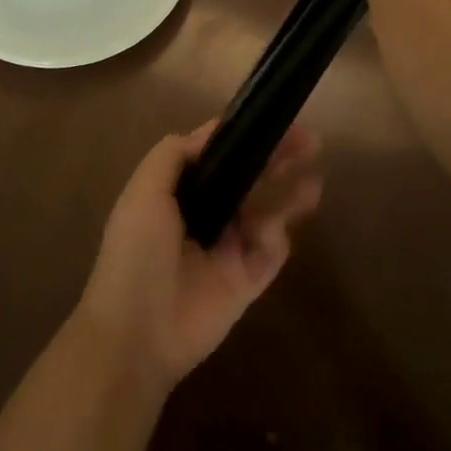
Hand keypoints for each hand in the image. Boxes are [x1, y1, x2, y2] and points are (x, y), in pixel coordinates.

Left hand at [76, 123, 320, 389]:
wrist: (137, 332)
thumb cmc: (136, 254)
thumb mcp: (143, 193)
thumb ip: (172, 156)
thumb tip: (208, 133)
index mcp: (178, 193)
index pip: (216, 155)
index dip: (241, 136)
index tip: (270, 118)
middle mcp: (205, 215)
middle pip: (248, 178)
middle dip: (276, 158)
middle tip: (309, 140)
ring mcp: (228, 248)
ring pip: (267, 212)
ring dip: (289, 194)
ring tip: (314, 181)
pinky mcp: (248, 280)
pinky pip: (272, 252)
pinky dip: (276, 238)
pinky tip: (271, 234)